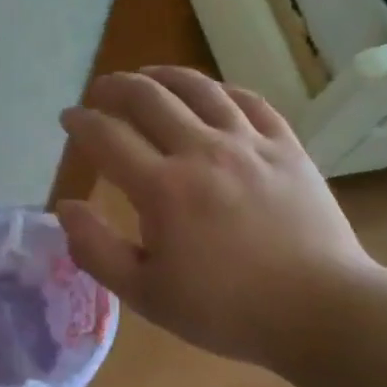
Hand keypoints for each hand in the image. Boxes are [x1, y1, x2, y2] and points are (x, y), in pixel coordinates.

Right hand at [56, 67, 378, 367]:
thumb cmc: (226, 310)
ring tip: (146, 76)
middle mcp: (202, 151)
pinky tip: (209, 92)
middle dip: (115, 87)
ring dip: (163, 76)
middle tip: (100, 91)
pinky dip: (220, 89)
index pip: (107, 136)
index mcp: (162, 188)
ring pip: (198, 88)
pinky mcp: (287, 147)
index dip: (81, 122)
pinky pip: (249, 101)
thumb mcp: (146, 294)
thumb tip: (64, 206)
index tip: (69, 118)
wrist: (321, 311)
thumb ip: (96, 249)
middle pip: (148, 98)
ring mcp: (249, 144)